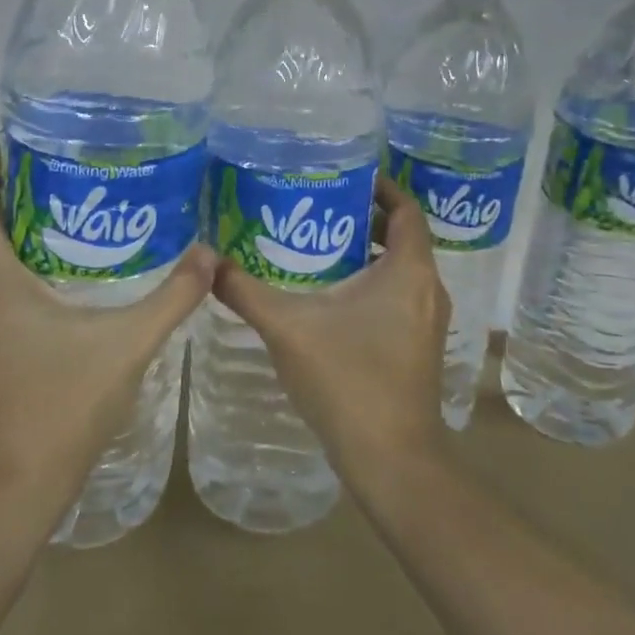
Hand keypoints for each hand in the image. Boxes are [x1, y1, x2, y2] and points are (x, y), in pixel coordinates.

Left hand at [0, 146, 215, 516]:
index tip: (29, 144)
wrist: (5, 495)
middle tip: (71, 180)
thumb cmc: (59, 408)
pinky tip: (53, 286)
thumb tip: (210, 255)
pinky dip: (4, 270)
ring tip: (69, 223)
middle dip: (14, 193)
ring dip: (9, 234)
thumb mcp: (126, 347)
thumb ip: (172, 297)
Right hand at [210, 176, 449, 485]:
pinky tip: (329, 294)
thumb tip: (207, 262)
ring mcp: (426, 320)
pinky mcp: (418, 345)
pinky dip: (370, 282)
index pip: (405, 208)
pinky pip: (398, 295)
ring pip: (399, 268)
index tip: (343, 174)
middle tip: (316, 205)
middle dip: (363, 217)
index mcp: (409, 271)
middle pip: (402, 236)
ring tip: (316, 243)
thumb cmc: (347, 380)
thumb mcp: (288, 328)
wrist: (390, 459)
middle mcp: (427, 289)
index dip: (379, 186)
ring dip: (365, 251)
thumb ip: (245, 291)